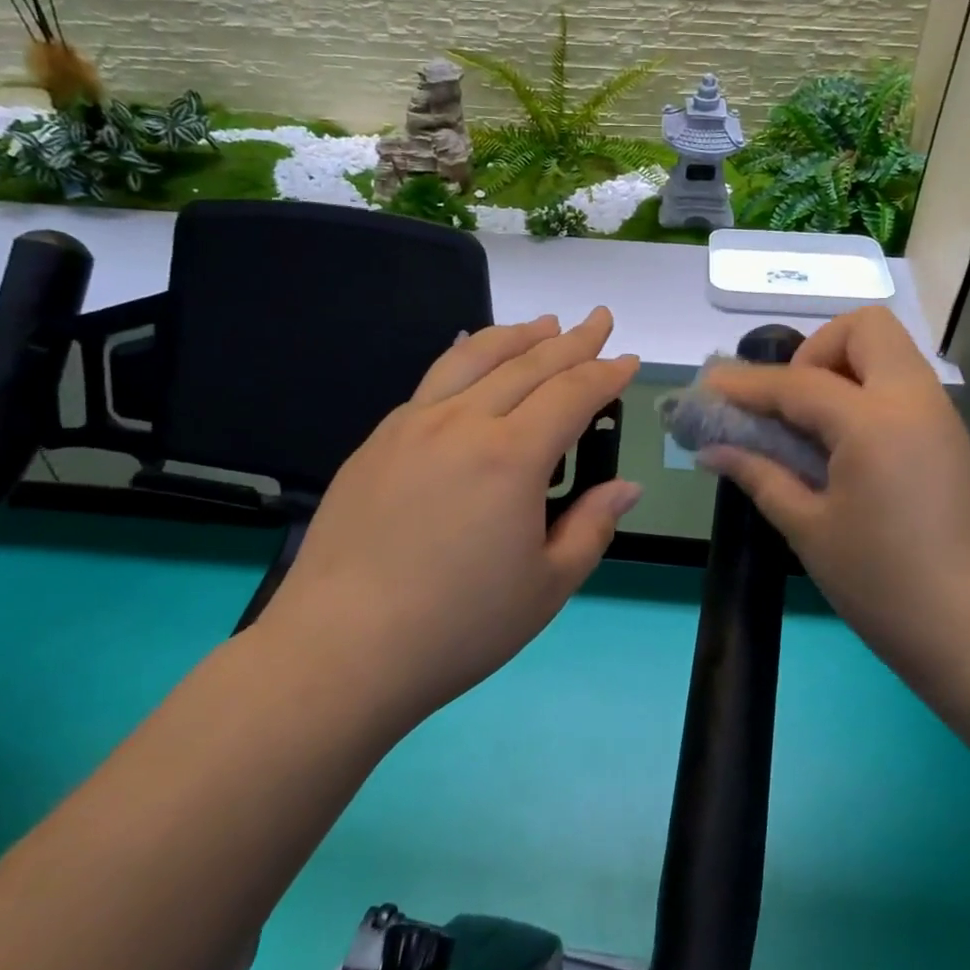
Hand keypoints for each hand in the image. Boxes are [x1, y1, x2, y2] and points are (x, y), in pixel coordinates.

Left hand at [255, 309, 641, 733]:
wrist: (341, 648)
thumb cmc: (458, 626)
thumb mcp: (547, 586)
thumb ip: (592, 527)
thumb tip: (625, 487)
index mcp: (511, 457)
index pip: (572, 394)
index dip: (606, 374)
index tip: (629, 360)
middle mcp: (463, 423)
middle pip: (528, 364)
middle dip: (572, 340)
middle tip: (599, 320)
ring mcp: (412, 425)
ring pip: (473, 359)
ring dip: (517, 336)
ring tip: (545, 324)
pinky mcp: (377, 441)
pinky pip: (433, 380)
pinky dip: (465, 358)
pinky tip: (472, 359)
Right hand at [699, 307, 969, 694]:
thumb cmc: (884, 586)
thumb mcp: (809, 530)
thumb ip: (760, 476)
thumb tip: (713, 450)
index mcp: (875, 423)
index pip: (798, 383)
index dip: (746, 385)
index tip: (708, 388)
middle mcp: (914, 401)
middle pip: (865, 329)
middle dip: (815, 351)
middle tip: (788, 405)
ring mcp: (940, 417)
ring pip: (889, 353)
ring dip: (841, 369)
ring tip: (808, 426)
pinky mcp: (951, 439)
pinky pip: (902, 387)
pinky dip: (865, 394)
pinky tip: (841, 446)